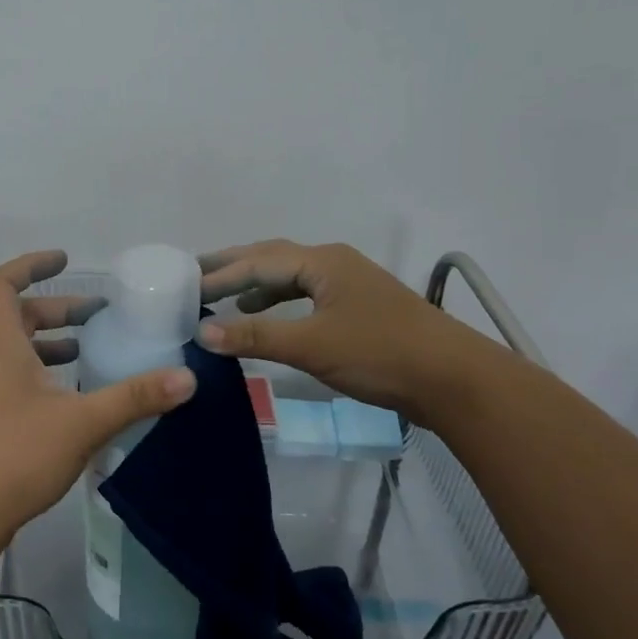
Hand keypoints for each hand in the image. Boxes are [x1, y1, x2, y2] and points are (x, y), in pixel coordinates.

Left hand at [0, 251, 196, 536]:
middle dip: (56, 310)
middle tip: (96, 315)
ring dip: (49, 344)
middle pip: (15, 317)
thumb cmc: (15, 454)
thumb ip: (134, 397)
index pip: (5, 284)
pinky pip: (13, 379)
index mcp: (0, 345)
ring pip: (14, 351)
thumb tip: (187, 376)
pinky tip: (70, 399)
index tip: (66, 260)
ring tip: (88, 351)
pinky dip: (42, 374)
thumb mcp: (82, 422)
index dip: (33, 265)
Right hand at [197, 240, 488, 422]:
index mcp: (322, 262)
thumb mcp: (312, 346)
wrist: (454, 380)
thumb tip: (203, 333)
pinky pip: (305, 294)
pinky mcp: (357, 307)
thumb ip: (257, 336)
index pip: (257, 263)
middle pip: (272, 258)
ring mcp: (348, 283)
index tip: (183, 287)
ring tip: (222, 297)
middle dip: (233, 267)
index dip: (218, 276)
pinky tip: (266, 316)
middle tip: (194, 275)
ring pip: (290, 276)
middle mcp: (333, 262)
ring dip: (255, 284)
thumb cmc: (380, 354)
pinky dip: (278, 301)